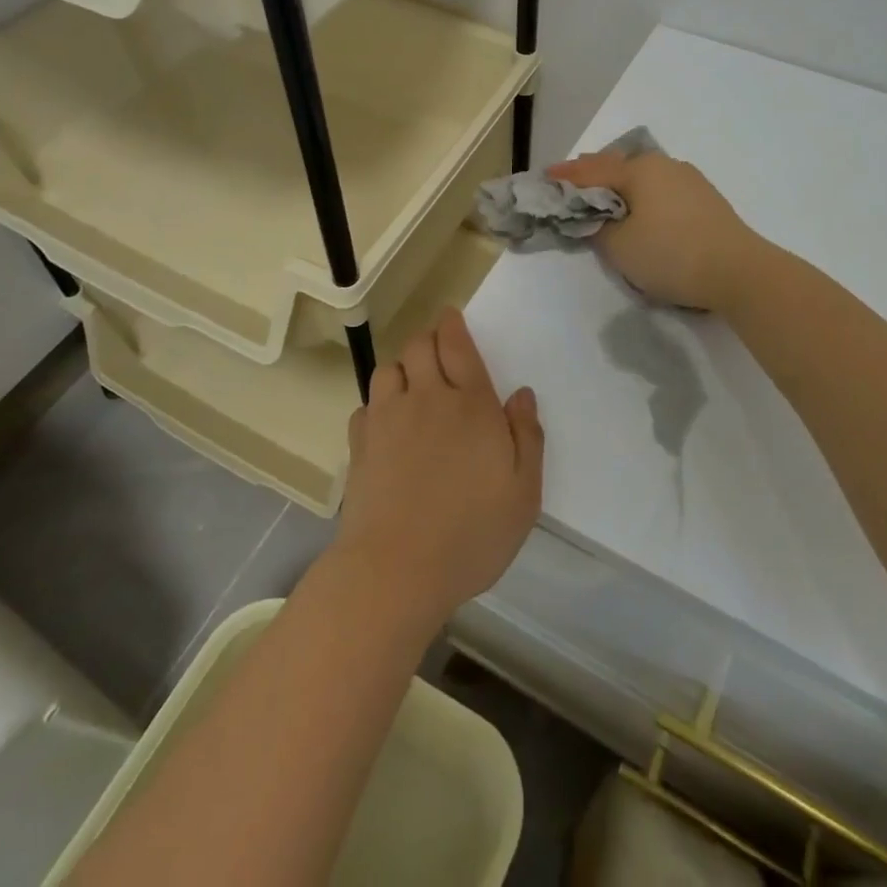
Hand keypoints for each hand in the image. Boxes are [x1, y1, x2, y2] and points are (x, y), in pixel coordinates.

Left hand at [332, 309, 543, 624]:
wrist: (396, 568)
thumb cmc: (472, 532)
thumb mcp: (523, 492)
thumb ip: (527, 436)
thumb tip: (521, 393)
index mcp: (470, 404)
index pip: (457, 345)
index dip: (452, 325)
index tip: (451, 317)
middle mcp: (426, 398)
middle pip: (418, 346)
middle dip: (428, 340)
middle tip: (439, 353)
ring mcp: (387, 419)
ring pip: (387, 369)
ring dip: (401, 369)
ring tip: (413, 387)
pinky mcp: (360, 444)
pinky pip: (366, 406)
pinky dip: (377, 406)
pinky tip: (387, 426)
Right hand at [547, 150, 761, 311]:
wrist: (740, 272)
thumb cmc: (671, 254)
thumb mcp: (619, 246)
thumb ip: (598, 227)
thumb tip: (596, 217)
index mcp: (640, 170)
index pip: (591, 170)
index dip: (565, 176)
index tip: (544, 178)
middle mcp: (664, 165)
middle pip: (618, 165)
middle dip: (592, 173)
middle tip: (570, 182)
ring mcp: (689, 180)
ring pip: (642, 176)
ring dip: (619, 184)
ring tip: (603, 194)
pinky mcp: (705, 199)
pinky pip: (661, 189)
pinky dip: (642, 195)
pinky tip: (639, 207)